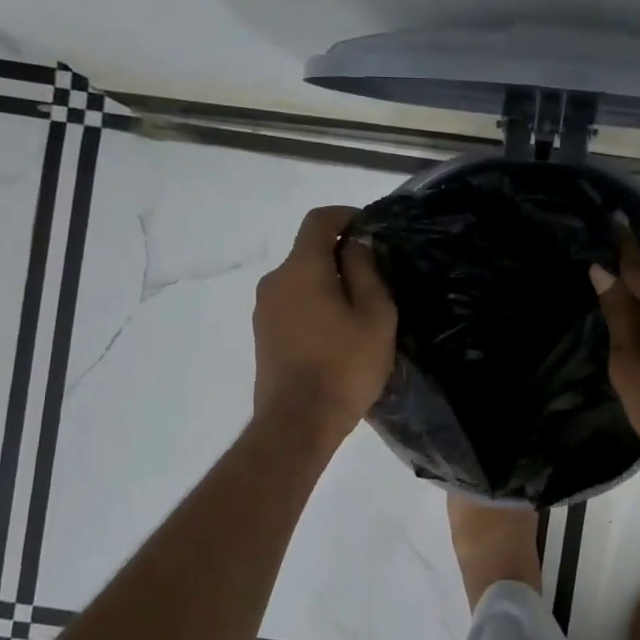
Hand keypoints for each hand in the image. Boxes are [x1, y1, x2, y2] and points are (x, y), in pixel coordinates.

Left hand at [252, 206, 396, 445]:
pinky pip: (293, 304)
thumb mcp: (374, 316)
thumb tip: (356, 245)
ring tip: (360, 311)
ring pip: (301, 280)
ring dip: (329, 284)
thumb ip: (366, 272)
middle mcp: (275, 281)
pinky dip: (316, 305)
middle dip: (341, 255)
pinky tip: (338, 333)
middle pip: (308, 251)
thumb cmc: (344, 366)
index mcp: (301, 269)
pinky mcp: (263, 335)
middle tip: (376, 279)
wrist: (297, 423)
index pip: (318, 221)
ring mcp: (264, 310)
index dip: (345, 216)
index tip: (370, 229)